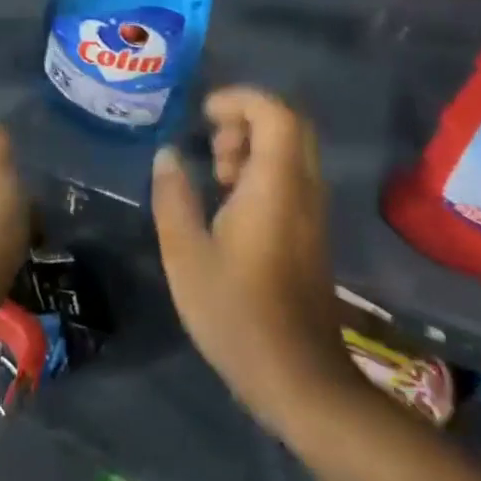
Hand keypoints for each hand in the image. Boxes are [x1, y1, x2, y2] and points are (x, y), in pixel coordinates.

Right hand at [152, 87, 360, 443]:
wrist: (301, 381)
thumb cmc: (238, 314)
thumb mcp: (186, 256)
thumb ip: (173, 197)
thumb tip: (168, 155)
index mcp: (276, 184)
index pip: (275, 112)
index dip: (239, 99)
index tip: (204, 116)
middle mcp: (303, 188)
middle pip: (288, 124)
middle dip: (246, 118)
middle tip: (212, 144)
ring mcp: (312, 211)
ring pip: (291, 149)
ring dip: (252, 146)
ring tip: (216, 176)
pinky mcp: (310, 232)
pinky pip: (291, 176)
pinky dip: (261, 170)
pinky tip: (230, 203)